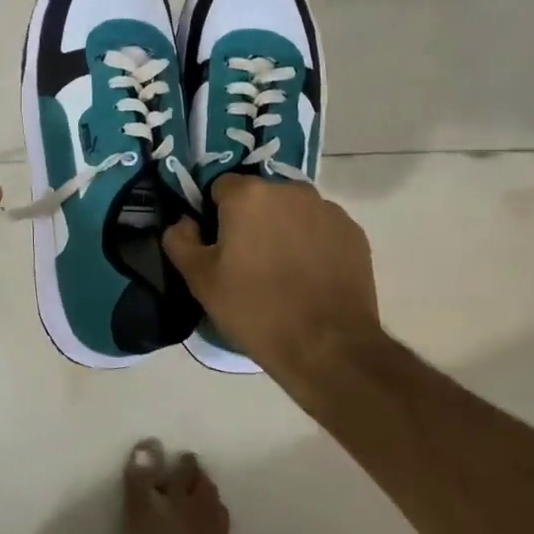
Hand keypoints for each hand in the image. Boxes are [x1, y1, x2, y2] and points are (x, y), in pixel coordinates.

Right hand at [162, 176, 382, 373]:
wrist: (327, 346)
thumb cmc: (255, 309)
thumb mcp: (200, 280)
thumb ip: (180, 240)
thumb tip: (184, 222)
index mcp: (249, 194)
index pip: (221, 187)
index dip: (215, 214)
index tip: (218, 245)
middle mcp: (290, 190)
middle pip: (260, 196)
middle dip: (251, 219)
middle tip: (247, 261)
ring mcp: (327, 209)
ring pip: (292, 211)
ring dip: (283, 228)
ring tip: (282, 271)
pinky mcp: (353, 232)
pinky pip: (321, 228)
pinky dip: (312, 243)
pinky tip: (310, 277)